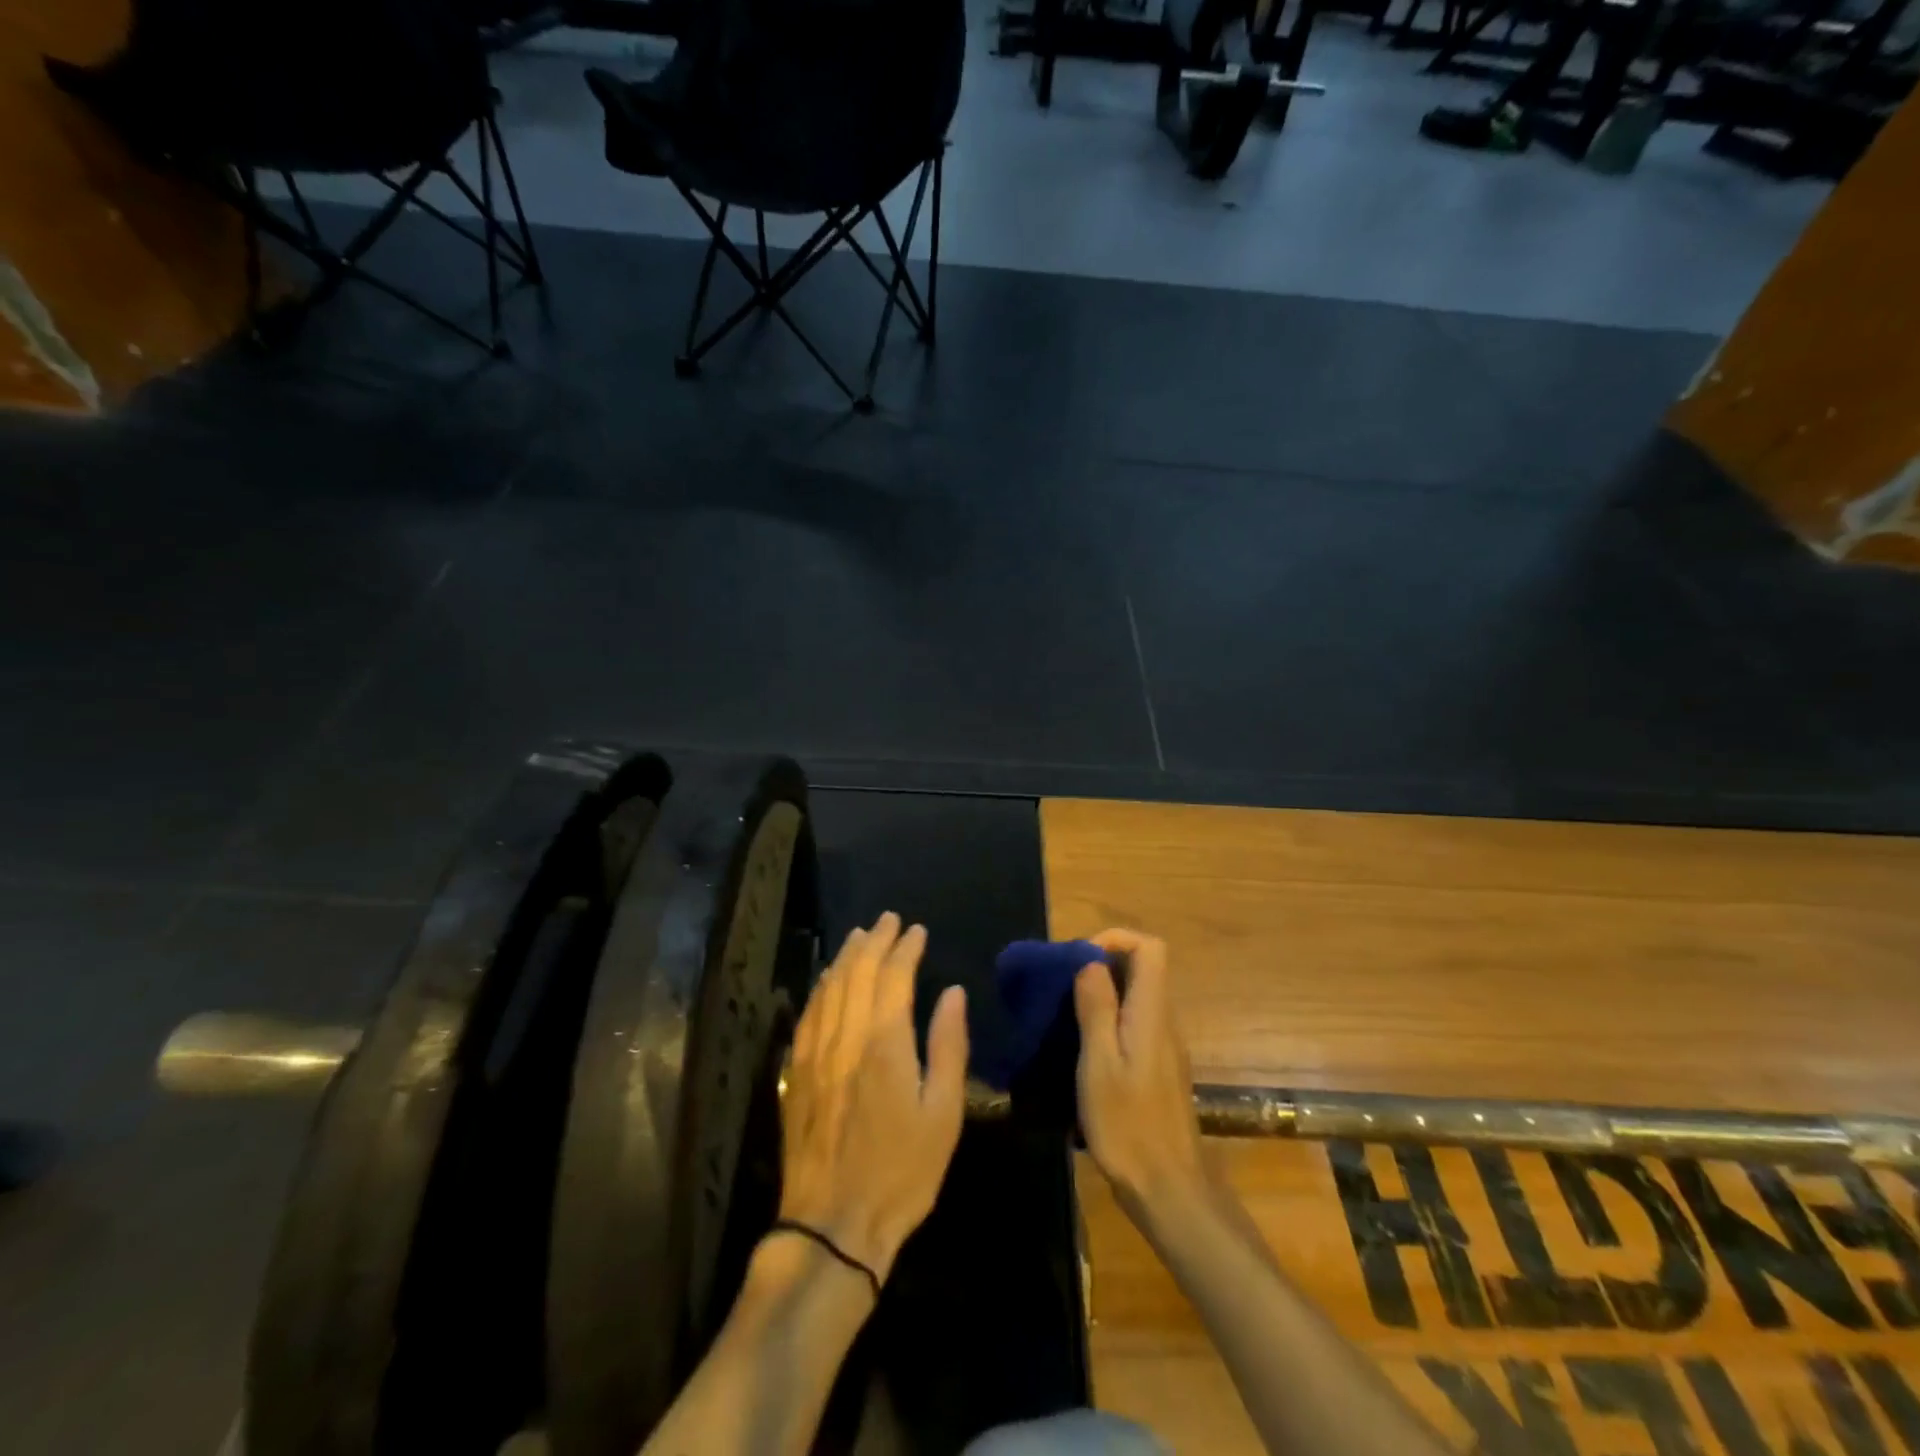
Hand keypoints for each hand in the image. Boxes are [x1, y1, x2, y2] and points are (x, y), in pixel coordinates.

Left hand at [777, 912, 969, 1285]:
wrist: (832, 1225)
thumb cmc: (901, 1172)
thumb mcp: (943, 1114)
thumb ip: (949, 1046)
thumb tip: (953, 993)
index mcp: (884, 1043)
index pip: (894, 976)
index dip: (906, 948)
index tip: (917, 930)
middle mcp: (845, 1037)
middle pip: (857, 972)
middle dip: (875, 941)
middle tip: (888, 920)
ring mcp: (814, 1054)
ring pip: (828, 988)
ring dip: (846, 957)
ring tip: (860, 937)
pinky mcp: (796, 1073)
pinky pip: (808, 1015)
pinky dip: (821, 988)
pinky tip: (827, 981)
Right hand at [1073, 929, 1207, 1225]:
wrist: (1169, 1190)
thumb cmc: (1129, 1126)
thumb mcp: (1100, 1065)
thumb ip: (1096, 1009)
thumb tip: (1089, 962)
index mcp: (1151, 1013)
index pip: (1150, 948)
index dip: (1115, 939)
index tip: (1078, 958)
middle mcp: (1164, 1021)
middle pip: (1143, 968)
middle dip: (1101, 963)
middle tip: (1062, 985)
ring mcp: (1164, 1046)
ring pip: (1137, 995)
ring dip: (1103, 991)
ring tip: (1065, 1012)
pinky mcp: (1158, 1067)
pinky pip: (1135, 1022)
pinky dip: (1109, 1018)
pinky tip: (1083, 1047)